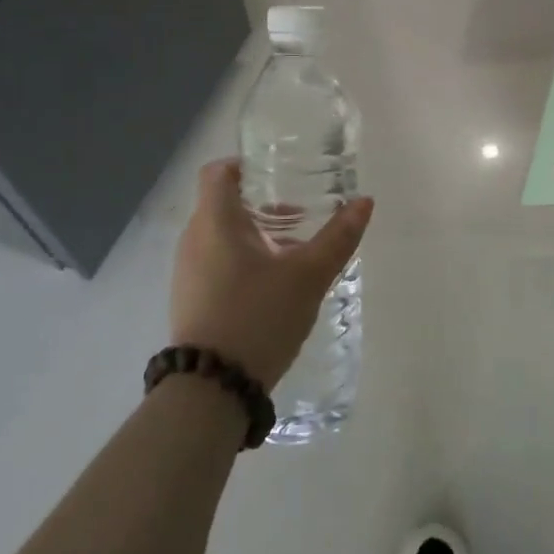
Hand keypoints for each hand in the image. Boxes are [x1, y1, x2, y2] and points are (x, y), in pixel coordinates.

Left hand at [170, 159, 373, 391]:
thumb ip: (338, 237)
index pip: (219, 170)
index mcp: (214, 220)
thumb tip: (365, 202)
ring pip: (221, 234)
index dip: (246, 163)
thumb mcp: (308, 276)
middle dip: (262, 201)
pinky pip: (216, 262)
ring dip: (256, 233)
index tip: (279, 171)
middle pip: (224, 202)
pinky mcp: (191, 299)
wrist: (211, 390)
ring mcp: (188, 271)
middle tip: (301, 209)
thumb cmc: (257, 317)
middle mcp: (194, 238)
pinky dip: (243, 259)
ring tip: (295, 249)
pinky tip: (274, 283)